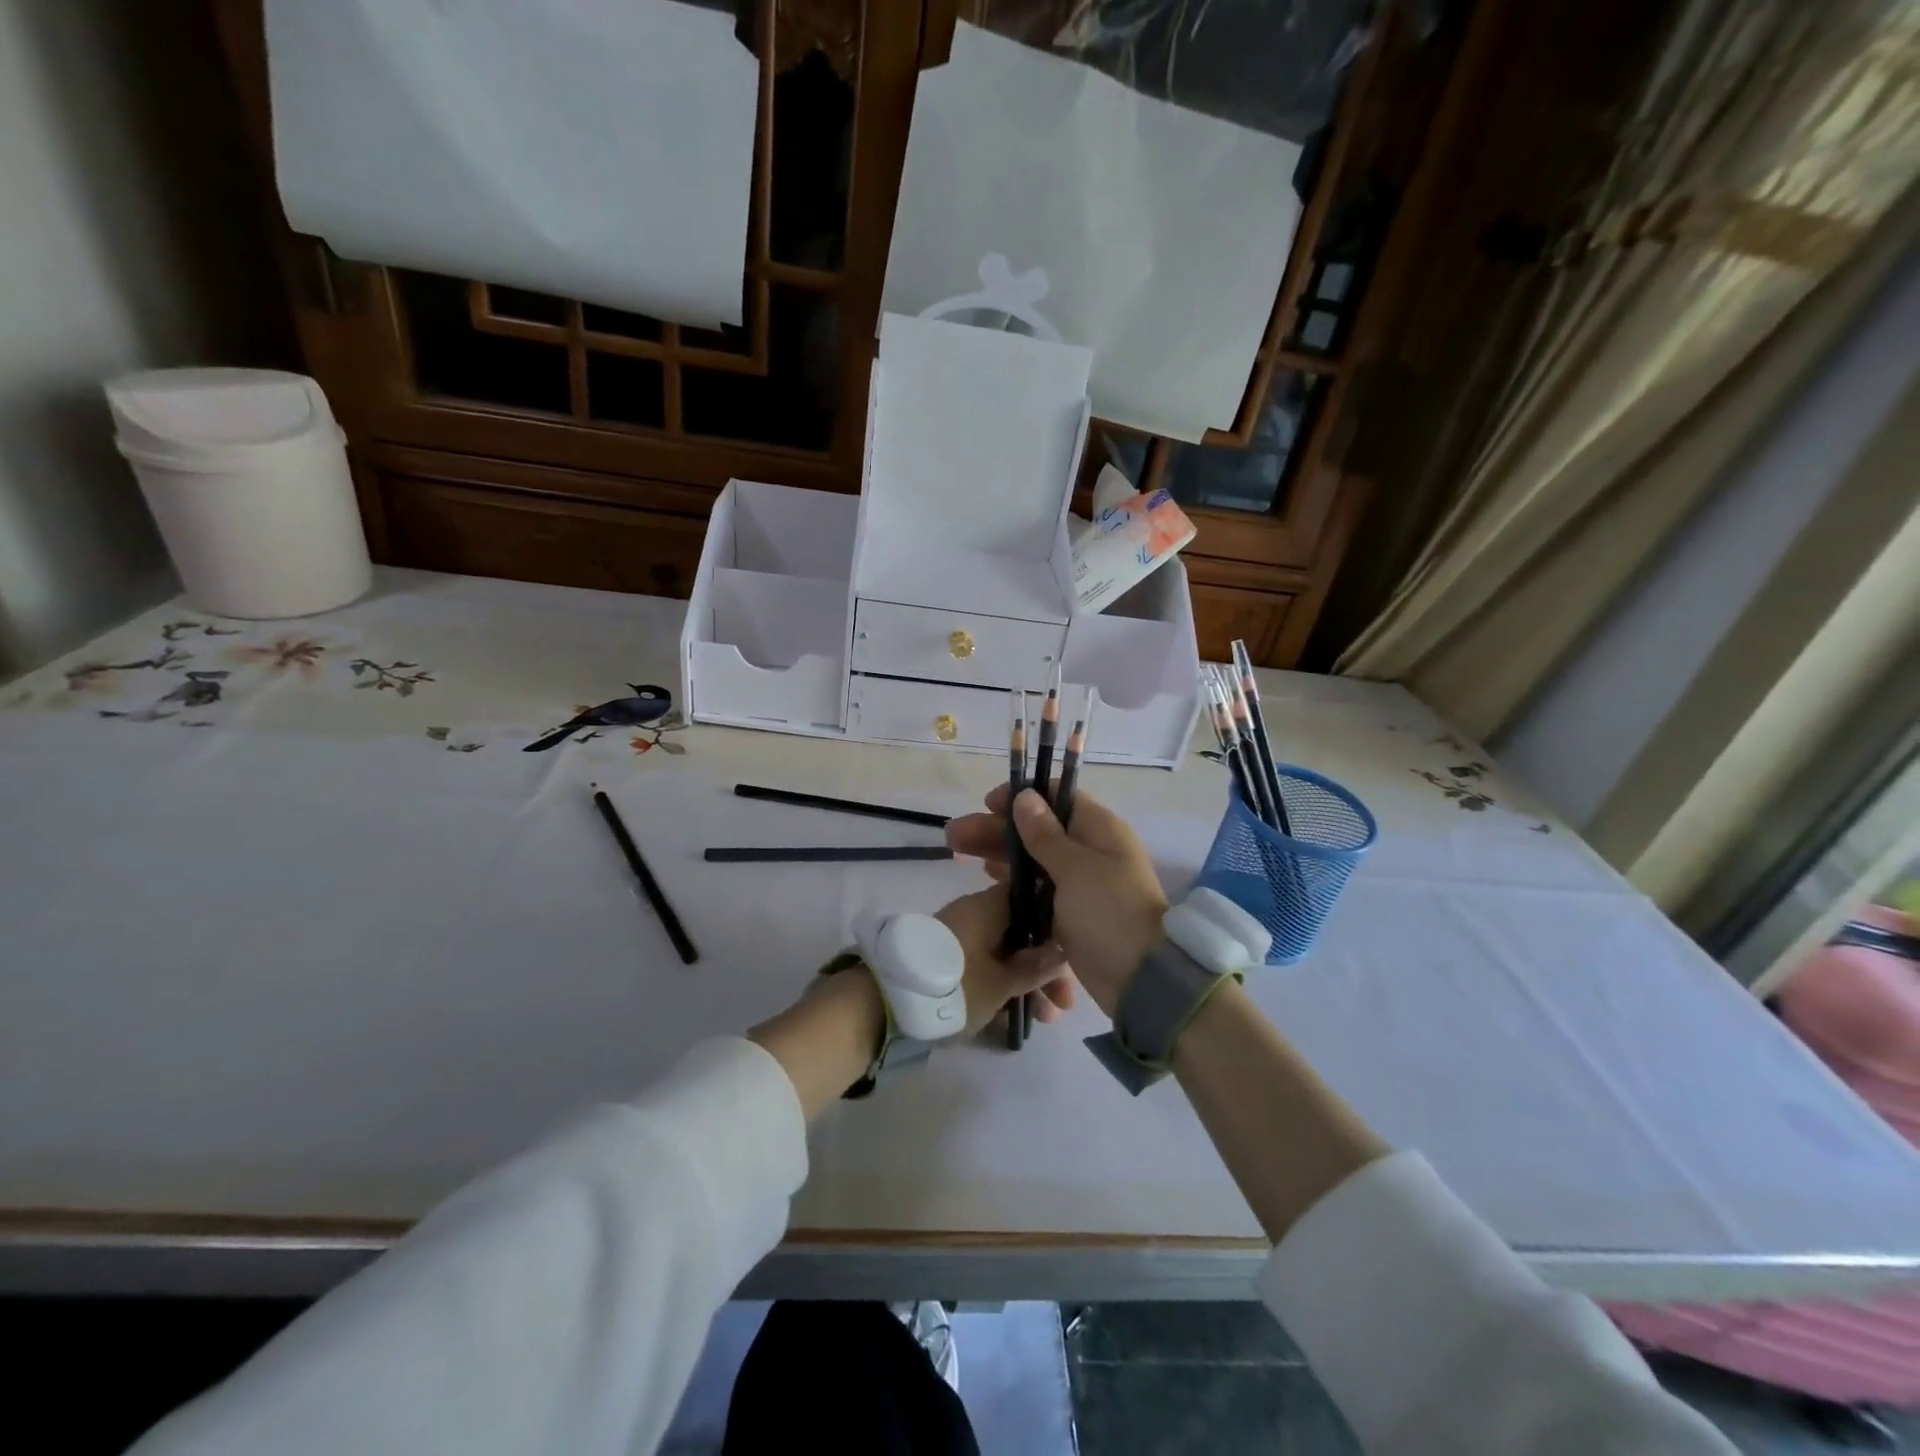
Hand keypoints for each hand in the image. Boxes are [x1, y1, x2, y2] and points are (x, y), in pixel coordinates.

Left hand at [935, 886, 1076, 1036]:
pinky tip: (1020, 1016)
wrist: (885, 1006)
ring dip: (1028, 981)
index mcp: (987, 906)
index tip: (1076, 951)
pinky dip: (1004, 984)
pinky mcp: (948, 959)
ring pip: (1005, 952)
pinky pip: (987, 964)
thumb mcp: (1000, 984)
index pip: (1031, 896)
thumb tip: (1062, 951)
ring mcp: (960, 936)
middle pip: (1022, 931)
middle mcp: (974, 914)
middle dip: (1046, 965)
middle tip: (1065, 1003)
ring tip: (1045, 1020)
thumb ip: (1034, 967)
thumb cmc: (953, 987)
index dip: (1057, 920)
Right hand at [946, 785, 1167, 1014]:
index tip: (988, 804)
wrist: (1142, 980)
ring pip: (1033, 858)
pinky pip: (1037, 887)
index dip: (1021, 797)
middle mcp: (1090, 850)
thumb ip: (1045, 834)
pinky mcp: (1071, 912)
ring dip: (998, 853)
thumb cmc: (1109, 912)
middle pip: (1037, 829)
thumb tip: (1026, 796)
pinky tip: (986, 877)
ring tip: (957, 852)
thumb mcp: (1075, 868)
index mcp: (1099, 830)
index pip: (1057, 797)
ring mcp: (1081, 883)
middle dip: (996, 829)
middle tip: (954, 835)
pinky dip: (1013, 880)